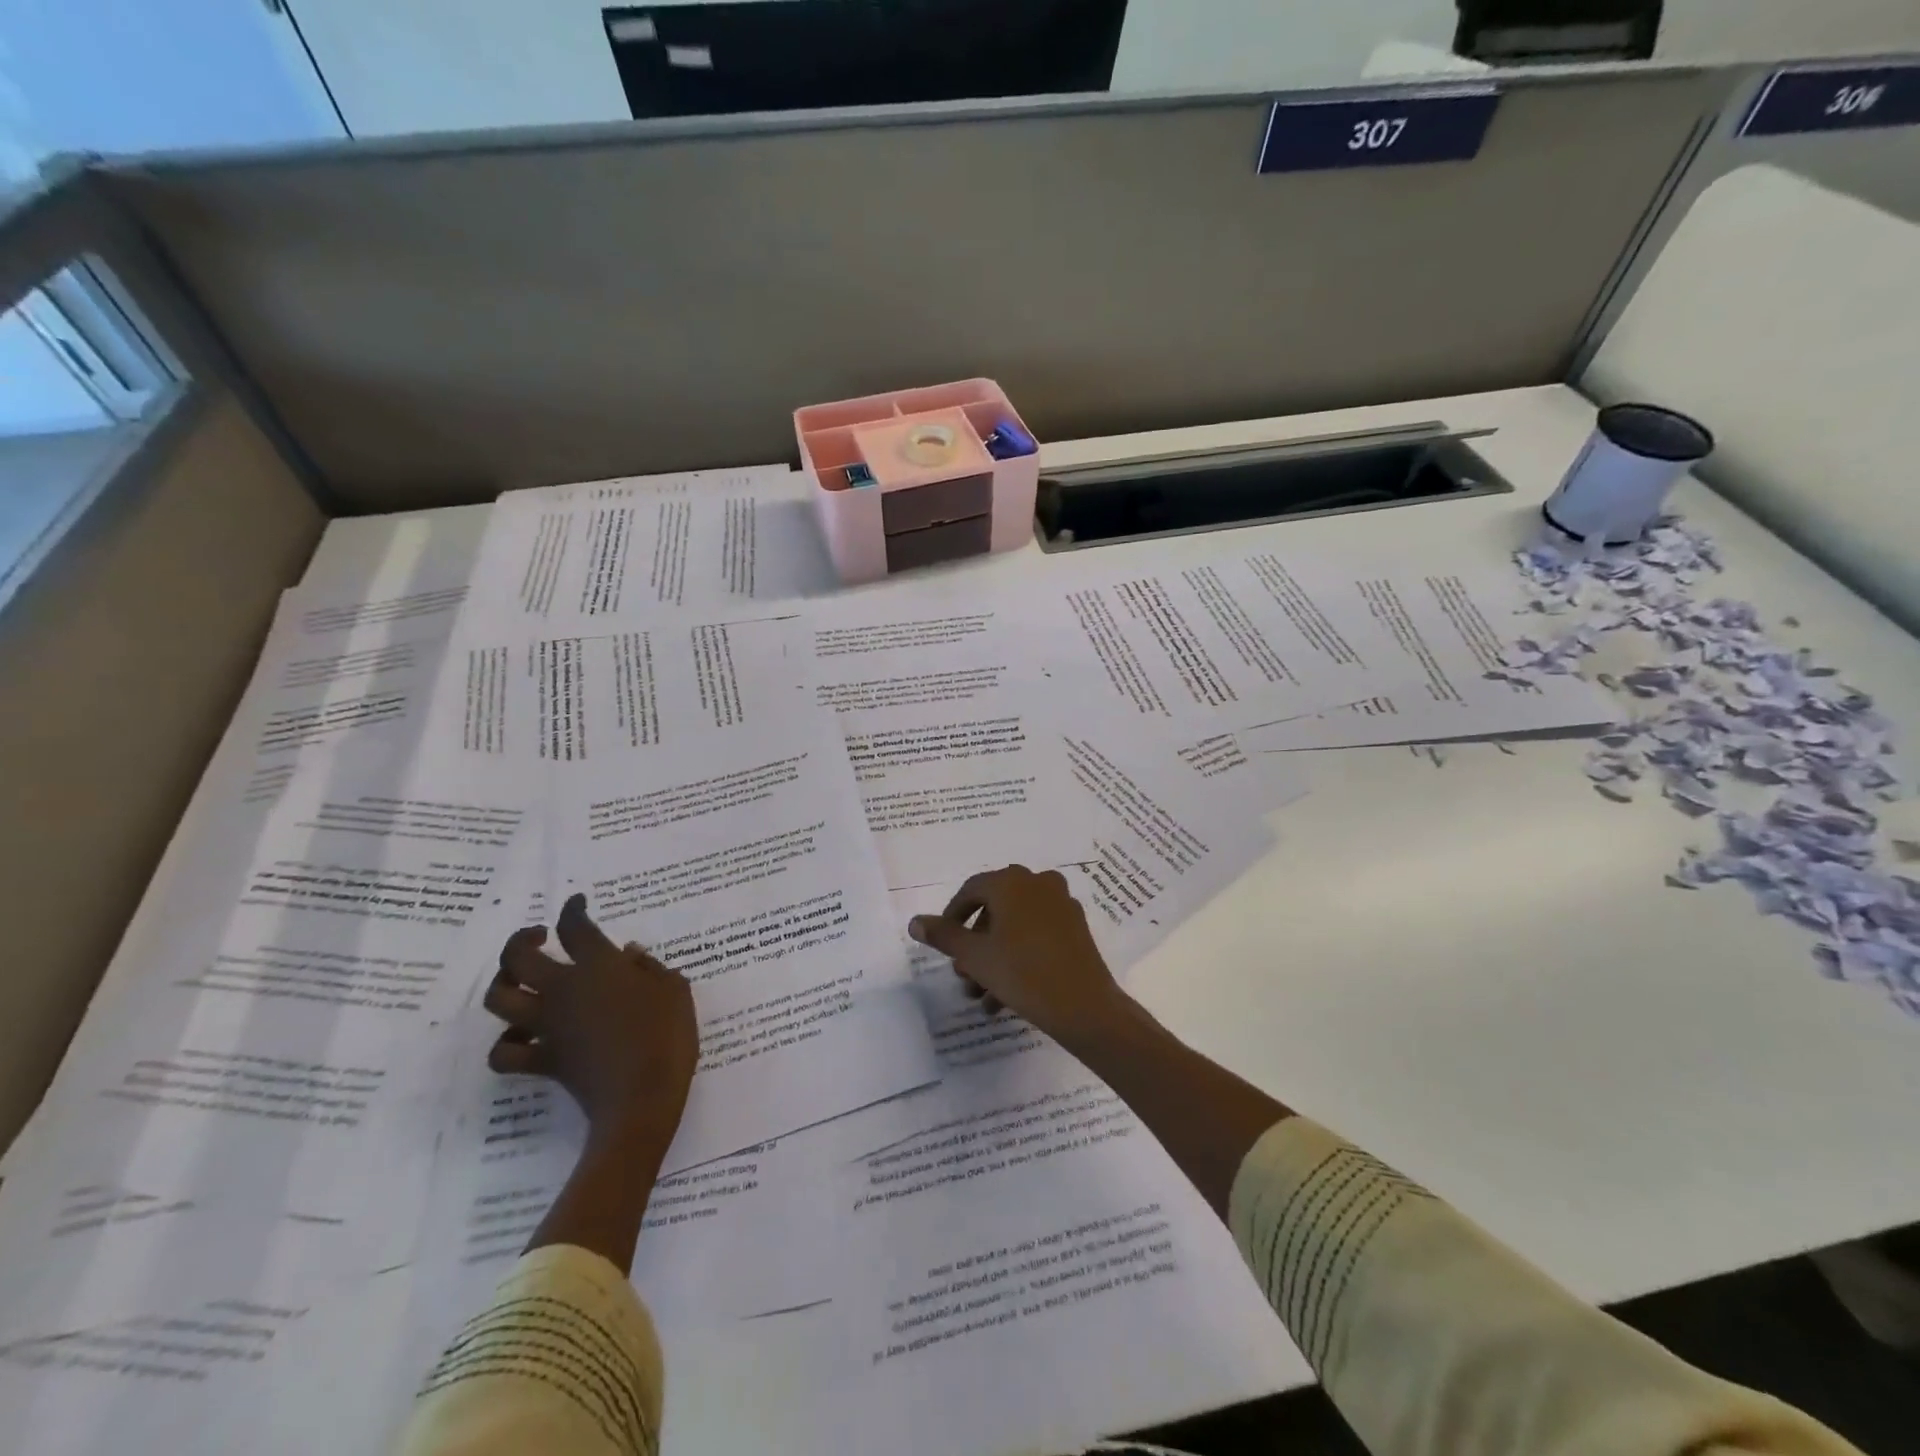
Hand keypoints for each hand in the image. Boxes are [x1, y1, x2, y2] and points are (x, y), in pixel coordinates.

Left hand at [485, 894, 698, 1152]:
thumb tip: (629, 953)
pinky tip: (522, 1036)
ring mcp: (547, 1025)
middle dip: (522, 939)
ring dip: (502, 983)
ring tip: (518, 980)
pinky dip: (507, 1042)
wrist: (642, 1098)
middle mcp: (564, 988)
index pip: (575, 926)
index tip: (577, 903)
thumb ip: (651, 967)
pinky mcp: (542, 1059)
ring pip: (499, 997)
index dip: (572, 909)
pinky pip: (505, 1051)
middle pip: (518, 956)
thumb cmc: (667, 1036)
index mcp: (599, 966)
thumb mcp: (675, 991)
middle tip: (538, 936)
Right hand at [908, 865, 1128, 1050]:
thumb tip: (916, 922)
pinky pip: (1037, 935)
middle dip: (975, 945)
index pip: (971, 891)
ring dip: (994, 958)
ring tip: (983, 997)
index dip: (952, 917)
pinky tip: (1007, 995)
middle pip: (994, 910)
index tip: (944, 945)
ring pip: (1015, 927)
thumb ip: (944, 935)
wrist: (1084, 1006)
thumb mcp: (974, 956)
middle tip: (964, 977)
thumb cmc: (1022, 973)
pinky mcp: (1076, 927)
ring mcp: (1061, 904)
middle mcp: (1038, 883)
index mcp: (1011, 882)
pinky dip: (1019, 956)